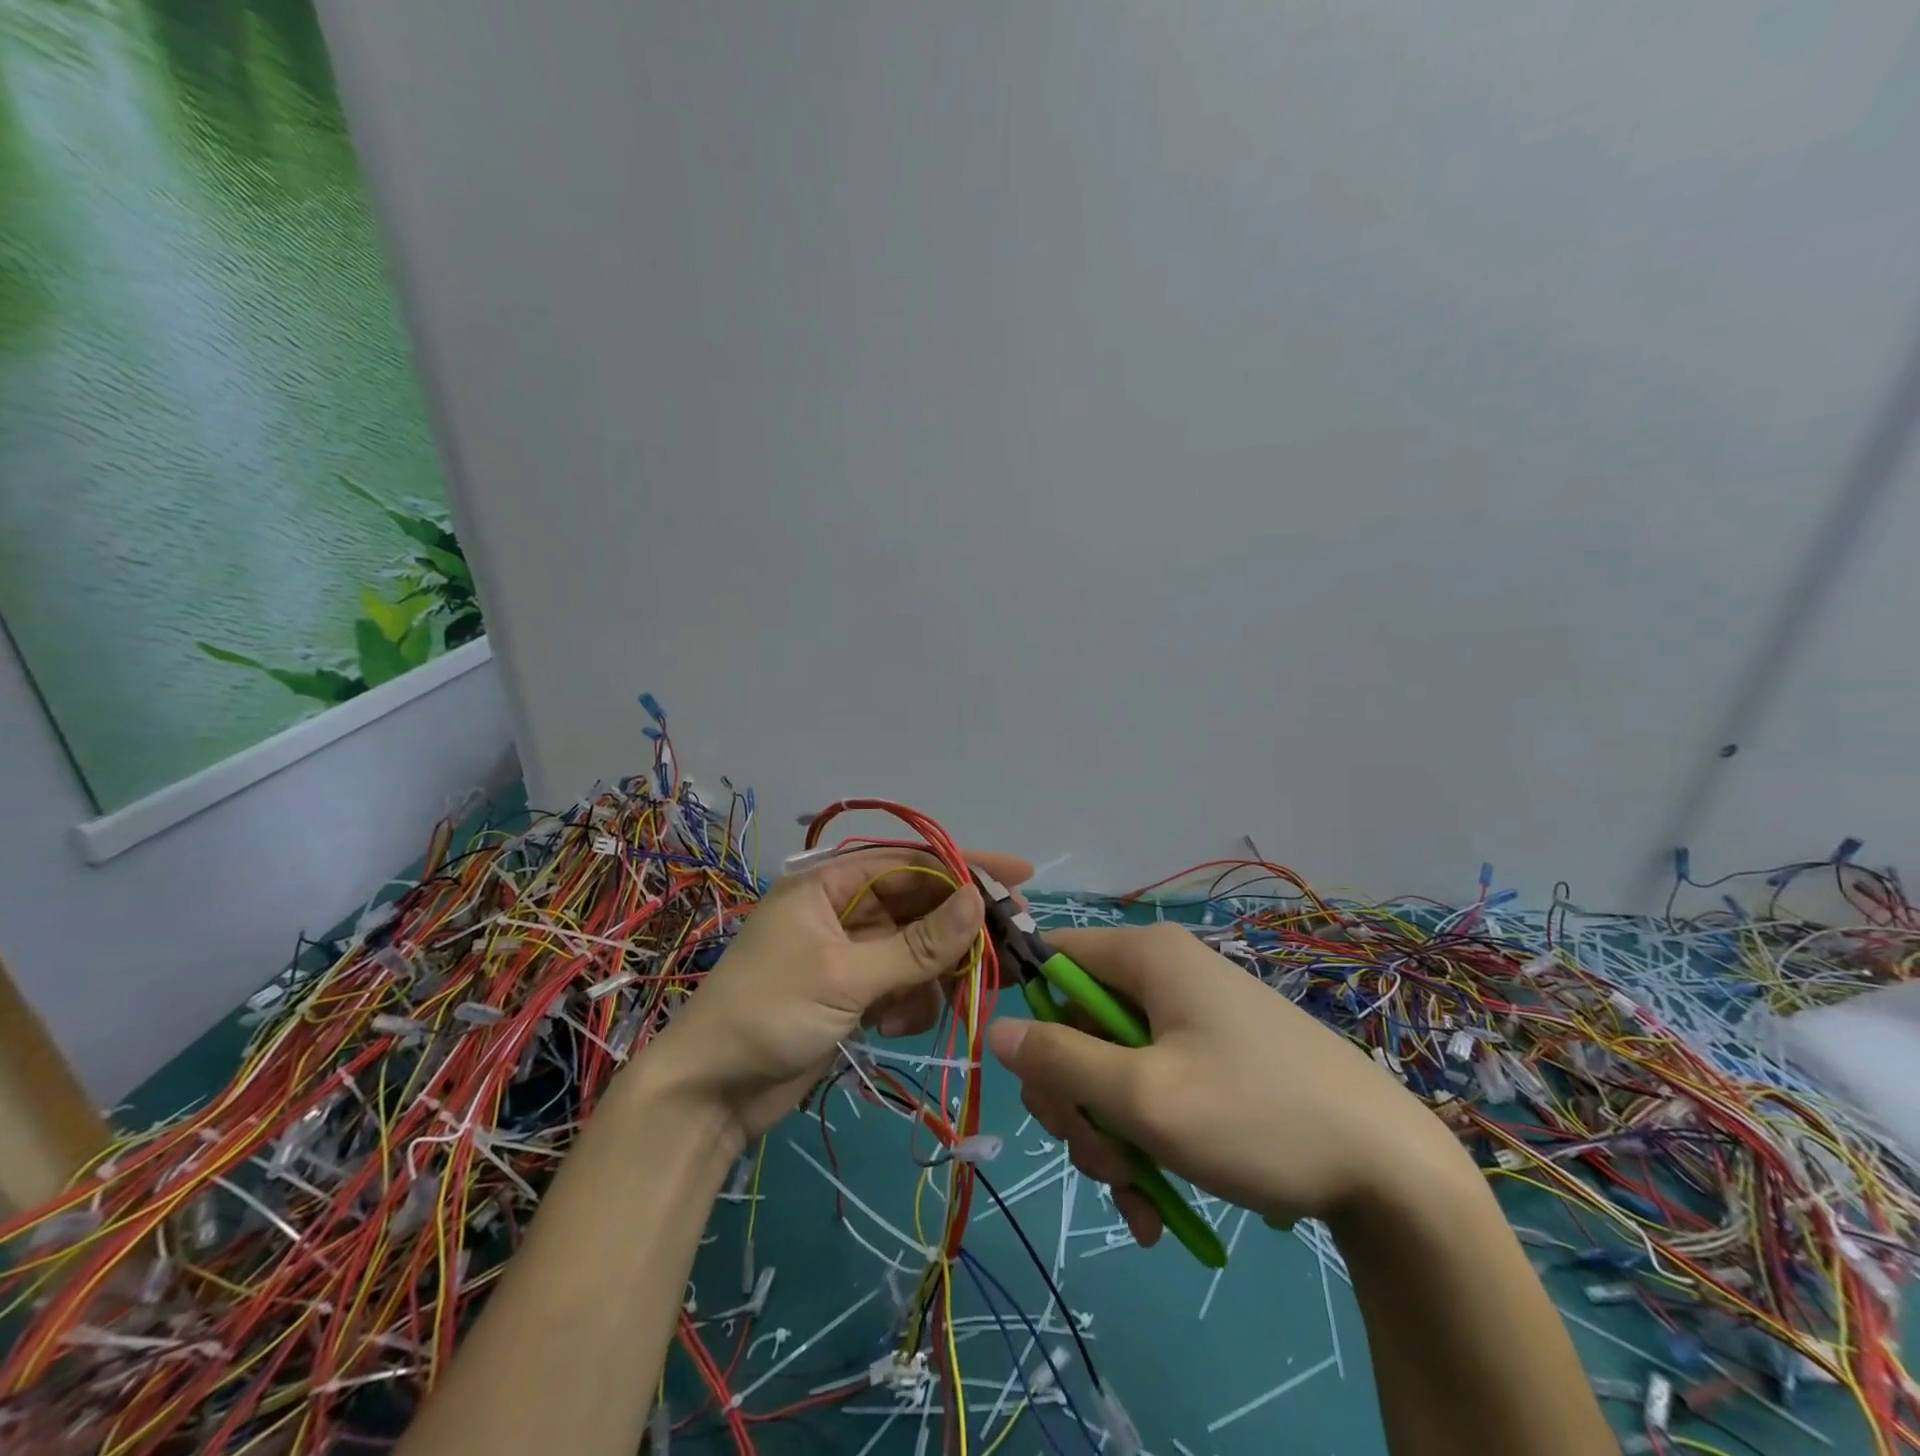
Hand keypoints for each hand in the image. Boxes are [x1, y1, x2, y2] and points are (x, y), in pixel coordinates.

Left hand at [647, 847, 1031, 1140]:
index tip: (1019, 877)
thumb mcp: (846, 976)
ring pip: (917, 949)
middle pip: (920, 906)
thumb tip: (979, 901)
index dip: (966, 867)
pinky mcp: (853, 992)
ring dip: (934, 976)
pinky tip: (896, 1026)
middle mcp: (842, 909)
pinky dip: (910, 1002)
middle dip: (959, 931)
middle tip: (1009, 950)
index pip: (912, 862)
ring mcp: (849, 953)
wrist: (709, 1096)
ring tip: (947, 1003)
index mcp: (829, 884)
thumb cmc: (769, 1016)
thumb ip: (917, 944)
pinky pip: (902, 984)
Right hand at [987, 923, 1462, 1244]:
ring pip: (1112, 1067)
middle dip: (1076, 1100)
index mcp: (1146, 957)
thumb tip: (995, 1029)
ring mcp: (1191, 1018)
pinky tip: (1157, 1203)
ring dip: (1110, 1134)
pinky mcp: (1212, 1058)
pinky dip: (1144, 1141)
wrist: (1392, 1171)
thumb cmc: (1256, 1116)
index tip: (1034, 1077)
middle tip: (1101, 1158)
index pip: (1052, 956)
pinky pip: (1151, 1087)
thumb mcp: (1143, 1097)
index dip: (1028, 1008)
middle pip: (1078, 1024)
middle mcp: (1164, 974)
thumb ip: (1059, 1061)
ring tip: (1138, 1195)